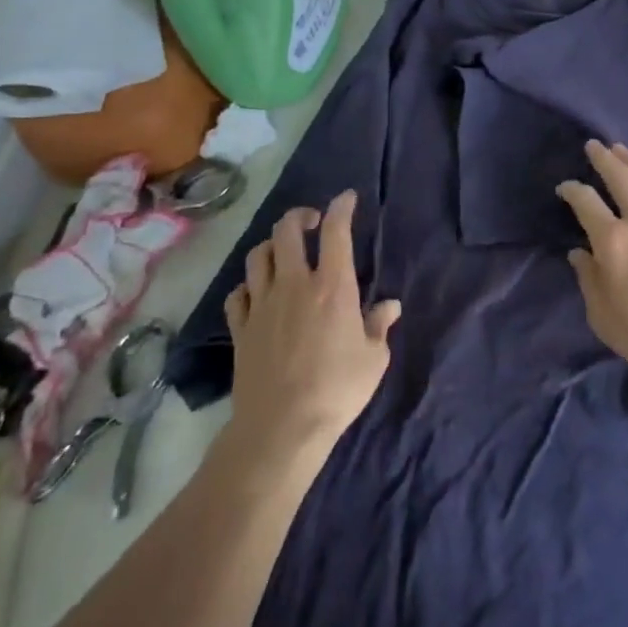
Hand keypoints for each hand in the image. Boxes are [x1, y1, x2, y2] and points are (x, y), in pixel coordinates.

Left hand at [224, 191, 400, 455]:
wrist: (281, 428)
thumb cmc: (337, 390)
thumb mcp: (374, 359)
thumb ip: (379, 325)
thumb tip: (389, 305)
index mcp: (332, 286)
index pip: (335, 231)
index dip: (341, 207)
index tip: (346, 198)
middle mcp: (294, 284)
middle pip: (286, 231)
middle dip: (299, 216)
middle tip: (312, 221)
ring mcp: (262, 305)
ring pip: (257, 256)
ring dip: (272, 246)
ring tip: (283, 253)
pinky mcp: (240, 328)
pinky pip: (238, 293)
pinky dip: (249, 285)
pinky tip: (258, 293)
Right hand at [556, 141, 627, 385]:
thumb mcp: (602, 315)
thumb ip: (588, 279)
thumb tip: (579, 254)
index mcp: (613, 241)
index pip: (586, 202)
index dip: (572, 190)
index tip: (564, 187)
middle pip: (622, 180)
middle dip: (605, 159)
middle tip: (595, 145)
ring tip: (622, 150)